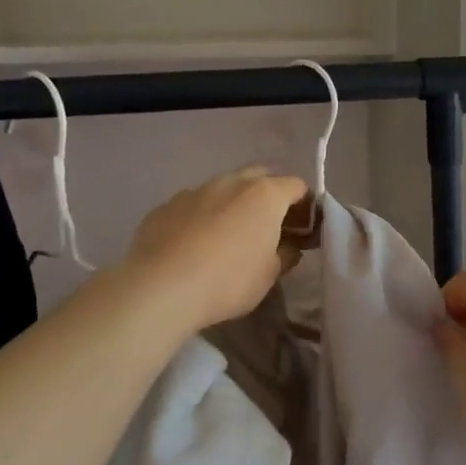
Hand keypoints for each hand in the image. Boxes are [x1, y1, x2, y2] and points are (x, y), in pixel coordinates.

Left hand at [125, 167, 309, 332]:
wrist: (160, 288)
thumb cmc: (228, 280)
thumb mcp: (269, 275)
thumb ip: (285, 255)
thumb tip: (289, 247)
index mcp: (265, 195)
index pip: (297, 186)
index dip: (305, 206)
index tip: (302, 230)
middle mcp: (231, 182)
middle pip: (260, 177)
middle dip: (269, 196)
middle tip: (269, 227)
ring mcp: (195, 191)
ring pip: (223, 189)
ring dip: (233, 205)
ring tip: (228, 237)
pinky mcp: (166, 206)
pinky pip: (193, 205)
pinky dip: (202, 217)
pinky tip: (194, 245)